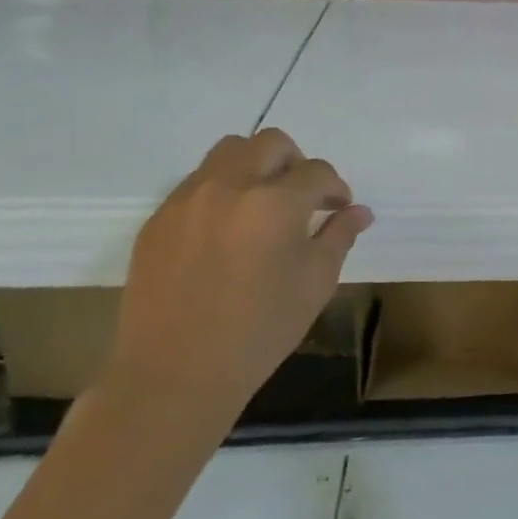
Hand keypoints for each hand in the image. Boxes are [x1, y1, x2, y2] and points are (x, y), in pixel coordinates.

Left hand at [103, 130, 371, 448]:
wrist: (175, 374)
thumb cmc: (259, 332)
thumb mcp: (315, 284)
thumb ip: (339, 237)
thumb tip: (359, 212)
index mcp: (275, 203)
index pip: (317, 172)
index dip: (335, 187)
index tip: (339, 207)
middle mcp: (230, 187)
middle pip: (270, 143)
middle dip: (296, 162)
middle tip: (302, 196)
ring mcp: (188, 199)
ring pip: (228, 152)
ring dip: (255, 166)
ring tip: (262, 203)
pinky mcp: (158, 218)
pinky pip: (196, 183)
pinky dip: (221, 190)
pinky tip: (226, 230)